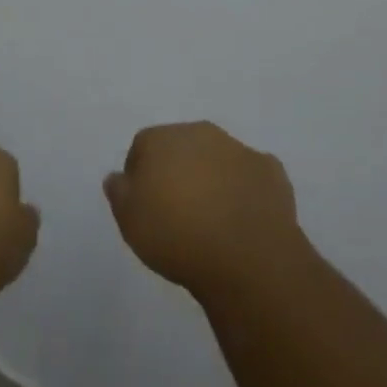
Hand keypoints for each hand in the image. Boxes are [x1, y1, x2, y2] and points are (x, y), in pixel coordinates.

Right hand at [105, 121, 303, 295]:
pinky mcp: (269, 170)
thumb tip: (117, 176)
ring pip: (217, 159)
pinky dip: (246, 191)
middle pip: (181, 147)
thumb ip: (119, 192)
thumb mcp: (130, 220)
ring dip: (212, 179)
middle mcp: (198, 132)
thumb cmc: (177, 235)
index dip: (140, 177)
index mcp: (161, 138)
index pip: (142, 148)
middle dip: (178, 172)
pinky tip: (244, 220)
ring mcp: (237, 148)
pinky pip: (250, 176)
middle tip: (178, 213)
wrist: (245, 254)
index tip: (145, 207)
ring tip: (212, 221)